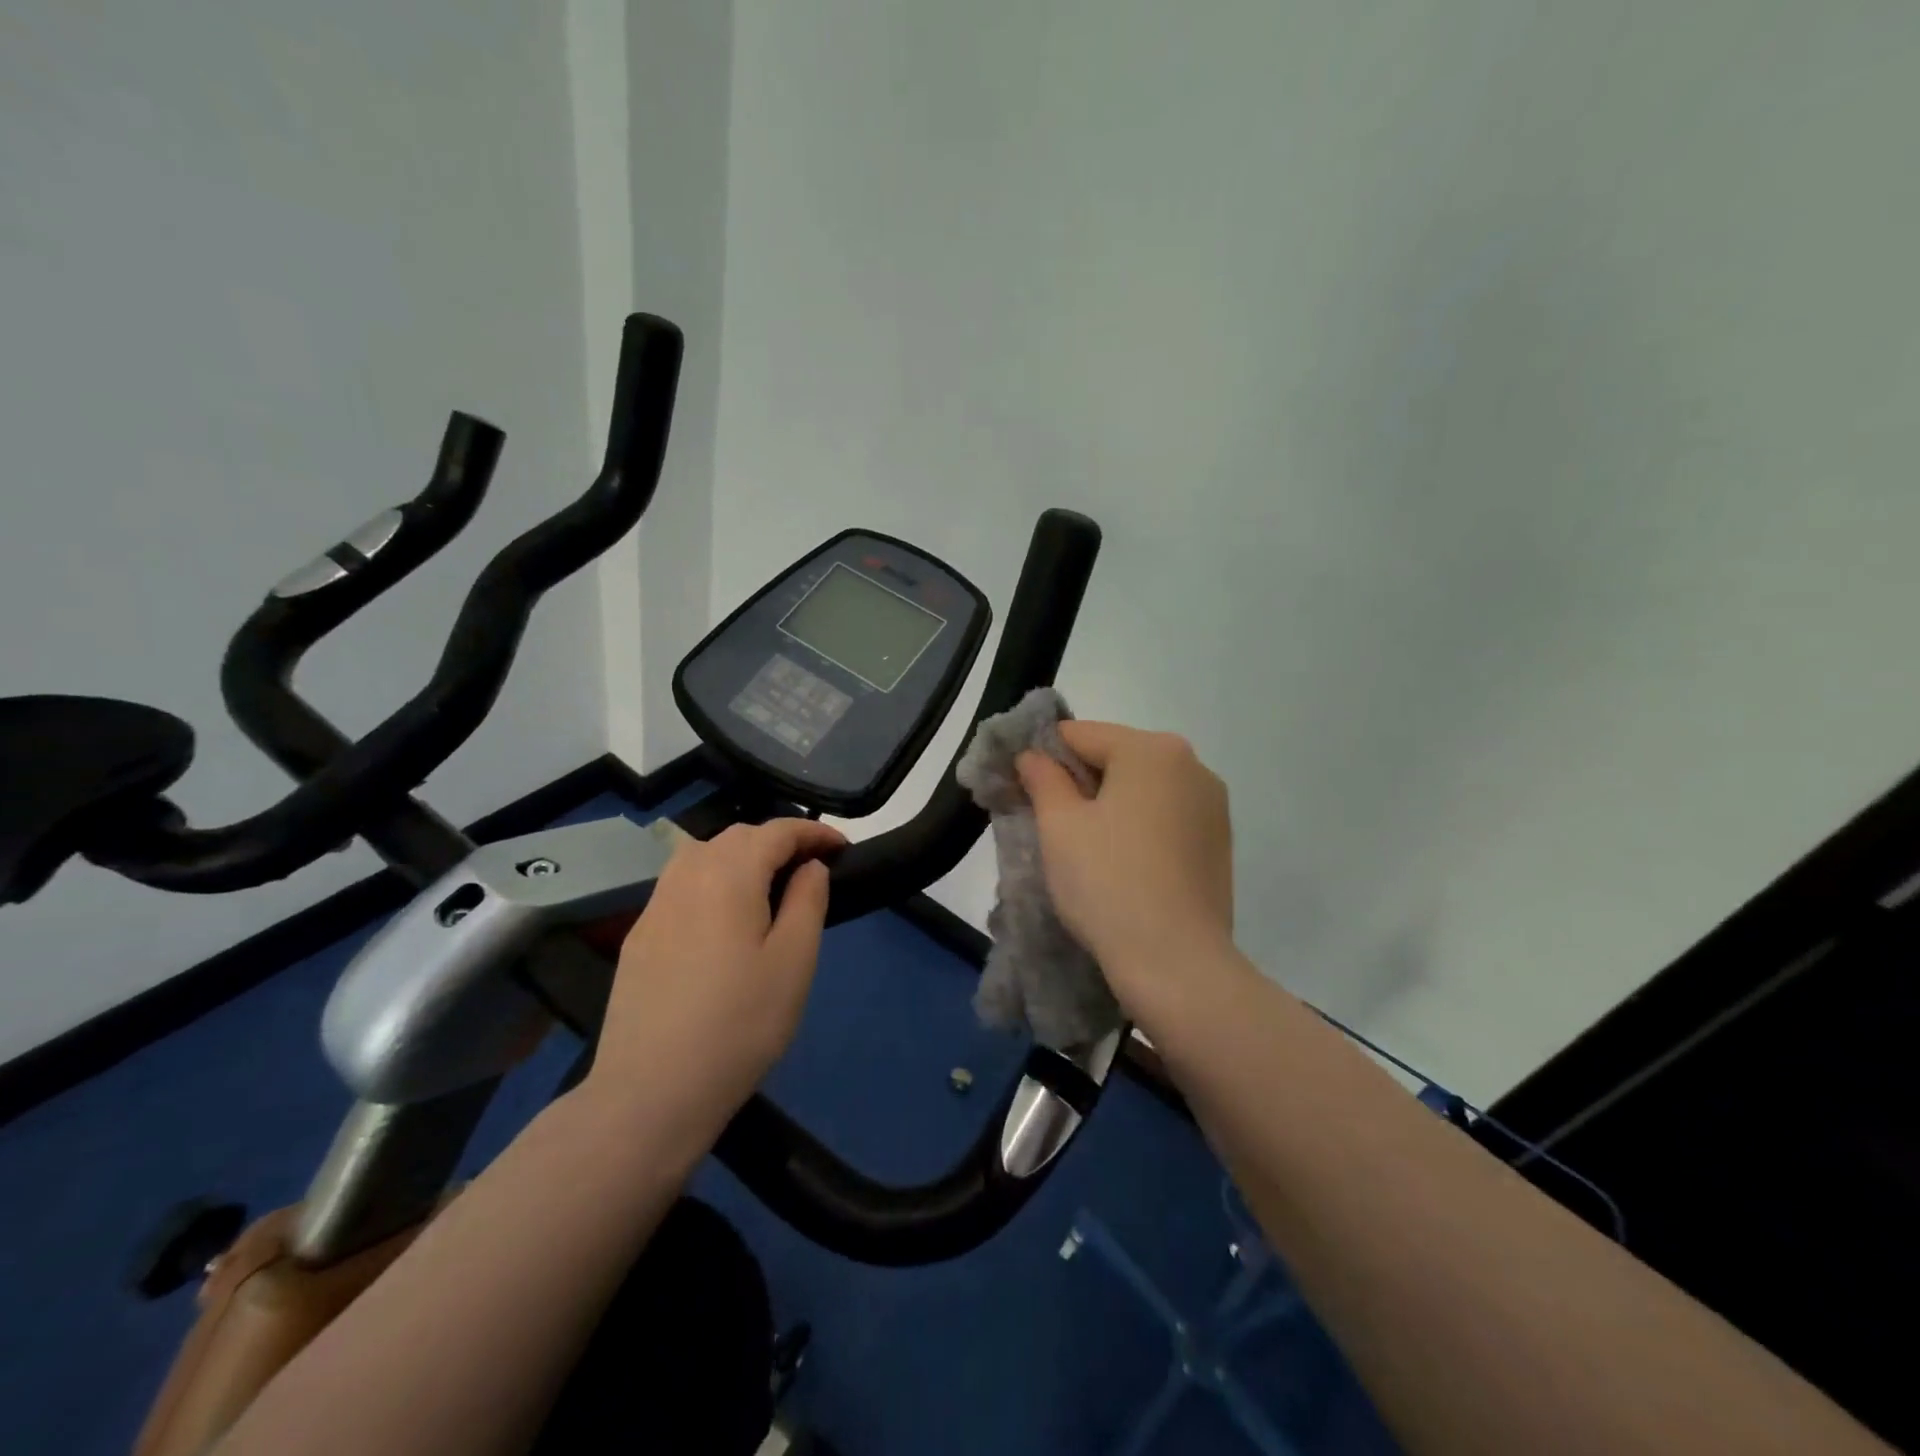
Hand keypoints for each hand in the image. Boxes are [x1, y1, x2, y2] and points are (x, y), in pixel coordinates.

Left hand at [584, 819, 845, 1132]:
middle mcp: (687, 876)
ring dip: (742, 856)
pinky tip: (723, 917)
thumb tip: (810, 865)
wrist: (652, 1091)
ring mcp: (656, 905)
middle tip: (811, 868)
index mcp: (729, 874)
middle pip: (737, 837)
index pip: (776, 831)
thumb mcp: (794, 961)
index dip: (814, 832)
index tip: (843, 848)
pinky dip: (713, 880)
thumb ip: (808, 900)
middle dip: (778, 841)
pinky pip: (682, 885)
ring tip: (769, 886)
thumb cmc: (740, 1024)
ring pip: (703, 855)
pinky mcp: (639, 936)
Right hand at [1017, 722, 1234, 1016]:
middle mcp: (1192, 765)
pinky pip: (1166, 816)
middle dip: (1079, 782)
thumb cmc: (1108, 883)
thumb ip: (1042, 778)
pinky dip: (1139, 826)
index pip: (1080, 735)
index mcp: (1152, 750)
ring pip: (1143, 788)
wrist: (1176, 963)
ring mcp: (1212, 805)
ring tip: (1086, 849)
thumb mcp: (1059, 826)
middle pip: (1116, 757)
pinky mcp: (1219, 841)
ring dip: (1110, 805)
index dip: (1043, 757)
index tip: (1021, 790)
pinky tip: (1123, 864)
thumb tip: (1033, 755)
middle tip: (1049, 823)